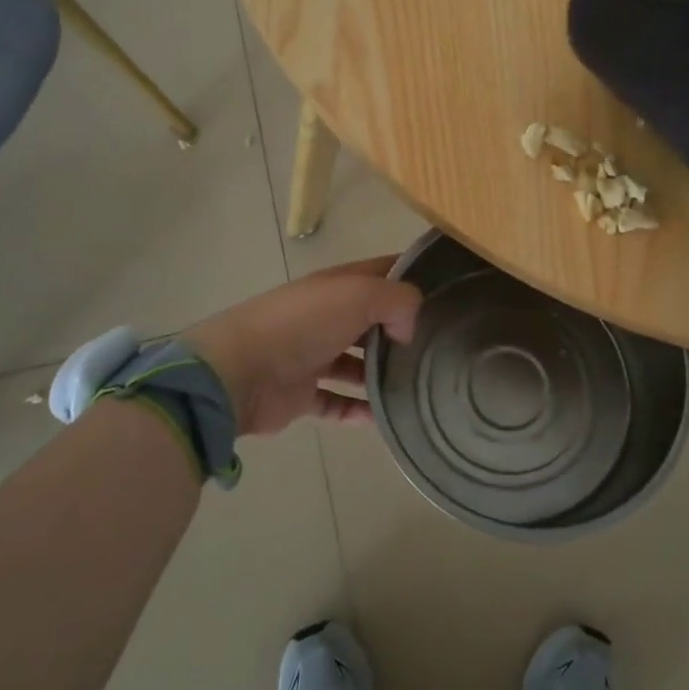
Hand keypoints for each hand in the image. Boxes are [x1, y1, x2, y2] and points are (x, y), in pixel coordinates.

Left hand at [181, 256, 421, 436]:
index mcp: (337, 285)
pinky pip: (336, 402)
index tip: (448, 289)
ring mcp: (312, 355)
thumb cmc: (303, 324)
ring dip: (381, 373)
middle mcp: (325, 316)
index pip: (382, 271)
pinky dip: (357, 409)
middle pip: (372, 319)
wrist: (239, 372)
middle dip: (401, 329)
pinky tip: (382, 418)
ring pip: (356, 362)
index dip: (412, 274)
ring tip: (416, 385)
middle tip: (440, 347)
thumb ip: (397, 301)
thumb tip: (407, 329)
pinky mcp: (301, 393)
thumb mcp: (359, 295)